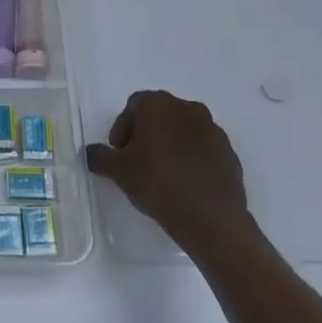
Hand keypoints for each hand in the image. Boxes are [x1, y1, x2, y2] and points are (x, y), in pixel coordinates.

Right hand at [84, 91, 254, 252]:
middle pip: (160, 115)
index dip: (122, 128)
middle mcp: (188, 109)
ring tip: (161, 174)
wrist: (210, 217)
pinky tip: (183, 183)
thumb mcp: (117, 171)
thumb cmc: (157, 182)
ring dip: (169, 145)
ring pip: (182, 131)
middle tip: (137, 161)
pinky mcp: (229, 153)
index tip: (119, 153)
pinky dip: (190, 159)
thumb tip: (91, 152)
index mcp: (159, 105)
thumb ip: (99, 156)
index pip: (134, 105)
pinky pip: (202, 149)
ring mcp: (213, 130)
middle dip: (146, 134)